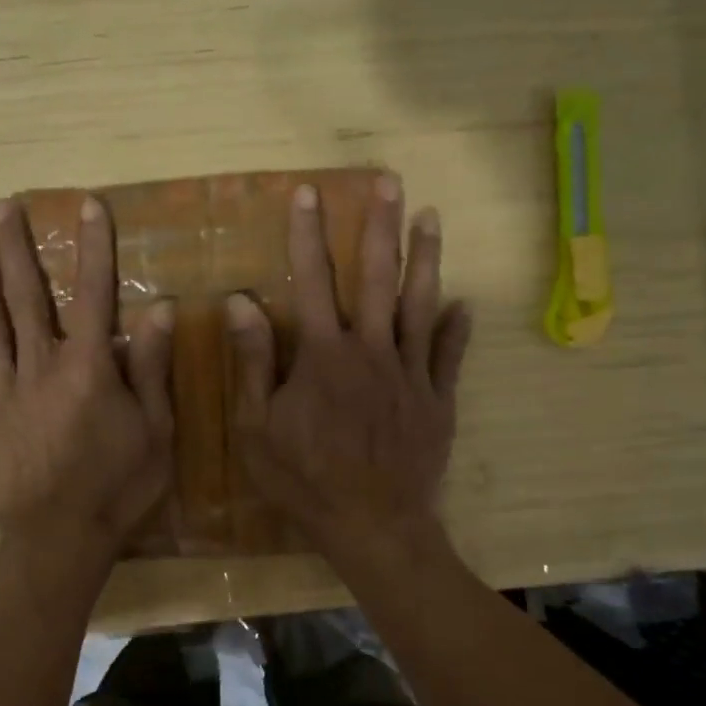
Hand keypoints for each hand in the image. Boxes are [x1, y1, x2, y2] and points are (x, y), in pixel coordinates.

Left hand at [0, 196, 174, 557]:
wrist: (57, 540)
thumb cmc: (118, 486)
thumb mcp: (154, 431)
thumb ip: (151, 368)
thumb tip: (159, 308)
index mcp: (87, 369)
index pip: (93, 294)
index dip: (92, 247)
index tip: (87, 205)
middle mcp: (41, 368)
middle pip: (25, 297)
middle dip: (15, 248)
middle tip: (1, 206)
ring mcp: (4, 391)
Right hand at [227, 175, 470, 561]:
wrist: (372, 524)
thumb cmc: (304, 479)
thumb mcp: (257, 427)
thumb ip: (253, 361)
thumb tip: (241, 301)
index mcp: (323, 355)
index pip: (312, 280)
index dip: (307, 234)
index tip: (308, 192)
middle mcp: (370, 350)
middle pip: (375, 277)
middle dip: (379, 226)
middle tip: (389, 182)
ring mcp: (410, 373)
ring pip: (419, 304)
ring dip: (424, 259)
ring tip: (431, 218)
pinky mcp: (437, 399)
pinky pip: (448, 354)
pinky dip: (456, 327)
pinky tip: (464, 303)